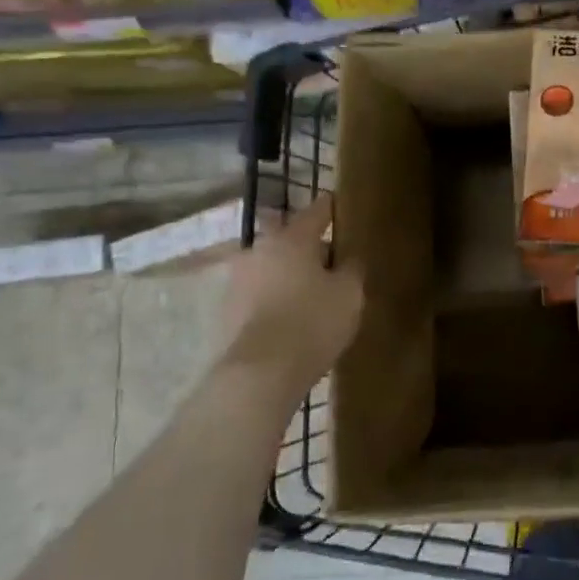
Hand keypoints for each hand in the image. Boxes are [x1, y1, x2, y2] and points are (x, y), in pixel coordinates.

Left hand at [218, 194, 362, 398]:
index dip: (332, 208)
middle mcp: (259, 250)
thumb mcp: (350, 294)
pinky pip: (259, 295)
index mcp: (292, 238)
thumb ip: (352, 269)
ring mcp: (238, 281)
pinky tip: (291, 317)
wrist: (260, 374)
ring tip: (312, 292)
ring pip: (271, 267)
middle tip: (331, 260)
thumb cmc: (313, 322)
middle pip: (289, 239)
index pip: (317, 211)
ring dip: (289, 274)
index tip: (340, 205)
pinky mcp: (227, 312)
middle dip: (308, 246)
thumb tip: (348, 258)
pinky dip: (274, 299)